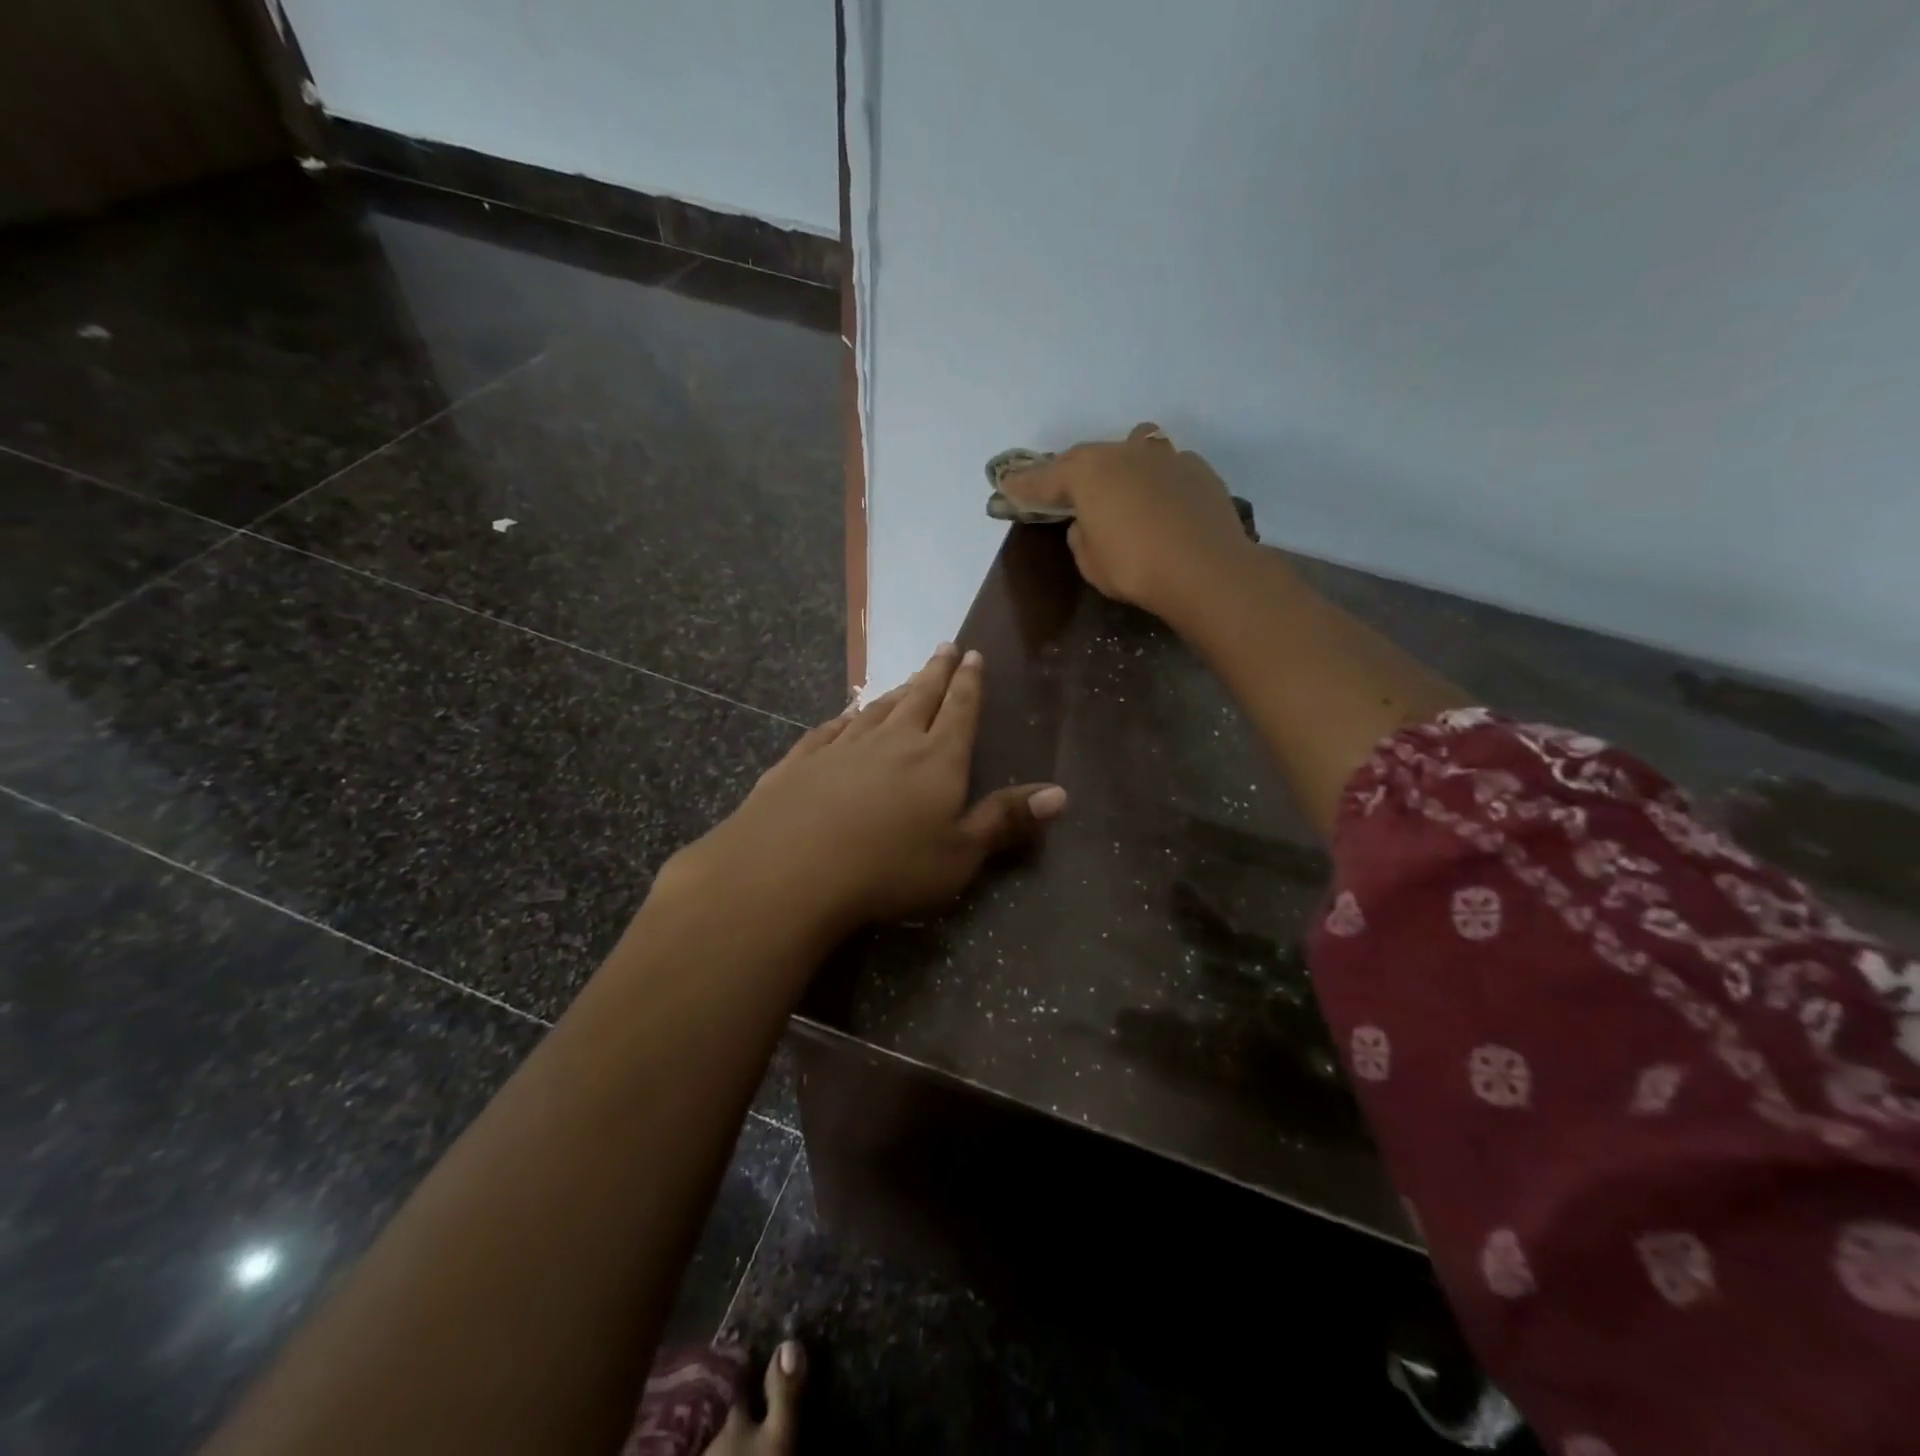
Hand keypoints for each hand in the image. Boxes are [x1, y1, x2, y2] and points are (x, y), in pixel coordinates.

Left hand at [667, 644, 1066, 940]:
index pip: (960, 709)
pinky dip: (845, 718)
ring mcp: (843, 747)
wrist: (791, 869)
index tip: (972, 654)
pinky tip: (845, 717)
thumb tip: (1062, 793)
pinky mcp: (802, 760)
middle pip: (920, 696)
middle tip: (945, 646)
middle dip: (936, 671)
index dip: (970, 682)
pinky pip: (830, 730)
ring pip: (876, 709)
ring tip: (908, 680)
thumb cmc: (889, 867)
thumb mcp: (960, 854)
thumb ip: (1006, 820)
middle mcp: (892, 740)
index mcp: (937, 758)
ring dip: (896, 691)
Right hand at [1013, 422, 1257, 628]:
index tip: (1006, 486)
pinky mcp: (1197, 469)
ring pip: (1130, 449)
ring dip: (1116, 466)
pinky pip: (1163, 467)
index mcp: (1088, 473)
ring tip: (1115, 486)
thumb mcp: (1091, 562)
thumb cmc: (1136, 568)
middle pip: (1086, 457)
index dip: (1023, 484)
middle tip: (1058, 489)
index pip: (1044, 477)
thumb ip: (1081, 535)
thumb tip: (1088, 521)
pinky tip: (1158, 503)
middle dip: (1068, 472)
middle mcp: (1123, 452)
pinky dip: (1152, 480)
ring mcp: (1164, 456)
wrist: (1208, 570)